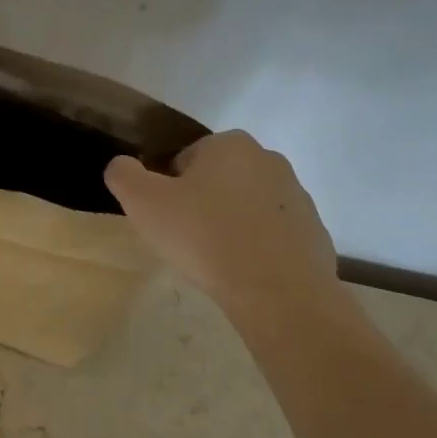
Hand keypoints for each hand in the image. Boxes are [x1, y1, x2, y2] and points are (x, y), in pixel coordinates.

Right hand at [104, 131, 337, 309]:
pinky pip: (273, 235)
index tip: (167, 219)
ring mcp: (297, 197)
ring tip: (217, 260)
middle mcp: (268, 159)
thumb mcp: (143, 202)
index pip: (185, 159)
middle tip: (187, 239)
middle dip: (202, 204)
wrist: (278, 294)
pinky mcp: (314, 233)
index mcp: (229, 144)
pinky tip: (245, 273)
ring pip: (247, 206)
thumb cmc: (205, 237)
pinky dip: (258, 248)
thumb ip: (123, 174)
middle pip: (218, 180)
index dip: (169, 189)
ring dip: (231, 225)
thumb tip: (122, 166)